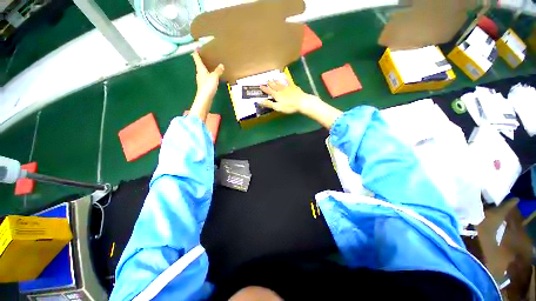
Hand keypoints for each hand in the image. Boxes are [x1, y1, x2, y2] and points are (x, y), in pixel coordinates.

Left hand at [192, 51, 223, 100]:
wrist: (204, 98)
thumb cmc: (208, 86)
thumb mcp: (214, 77)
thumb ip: (218, 71)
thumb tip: (221, 65)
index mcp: (200, 69)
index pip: (196, 58)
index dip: (196, 52)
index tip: (197, 47)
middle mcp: (199, 73)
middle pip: (198, 64)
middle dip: (201, 60)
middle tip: (205, 56)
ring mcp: (201, 79)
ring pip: (202, 71)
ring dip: (204, 67)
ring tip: (209, 65)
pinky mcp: (203, 85)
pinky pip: (205, 77)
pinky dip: (207, 74)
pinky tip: (211, 76)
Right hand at [259, 80, 313, 113]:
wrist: (301, 102)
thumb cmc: (289, 106)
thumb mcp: (278, 107)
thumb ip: (269, 104)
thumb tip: (260, 101)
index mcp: (277, 95)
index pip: (269, 91)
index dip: (265, 89)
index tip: (260, 86)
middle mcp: (281, 90)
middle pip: (274, 86)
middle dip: (270, 83)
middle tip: (267, 80)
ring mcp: (288, 87)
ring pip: (281, 83)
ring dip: (277, 80)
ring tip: (274, 78)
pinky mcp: (294, 87)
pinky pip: (289, 81)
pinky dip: (286, 78)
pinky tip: (286, 76)